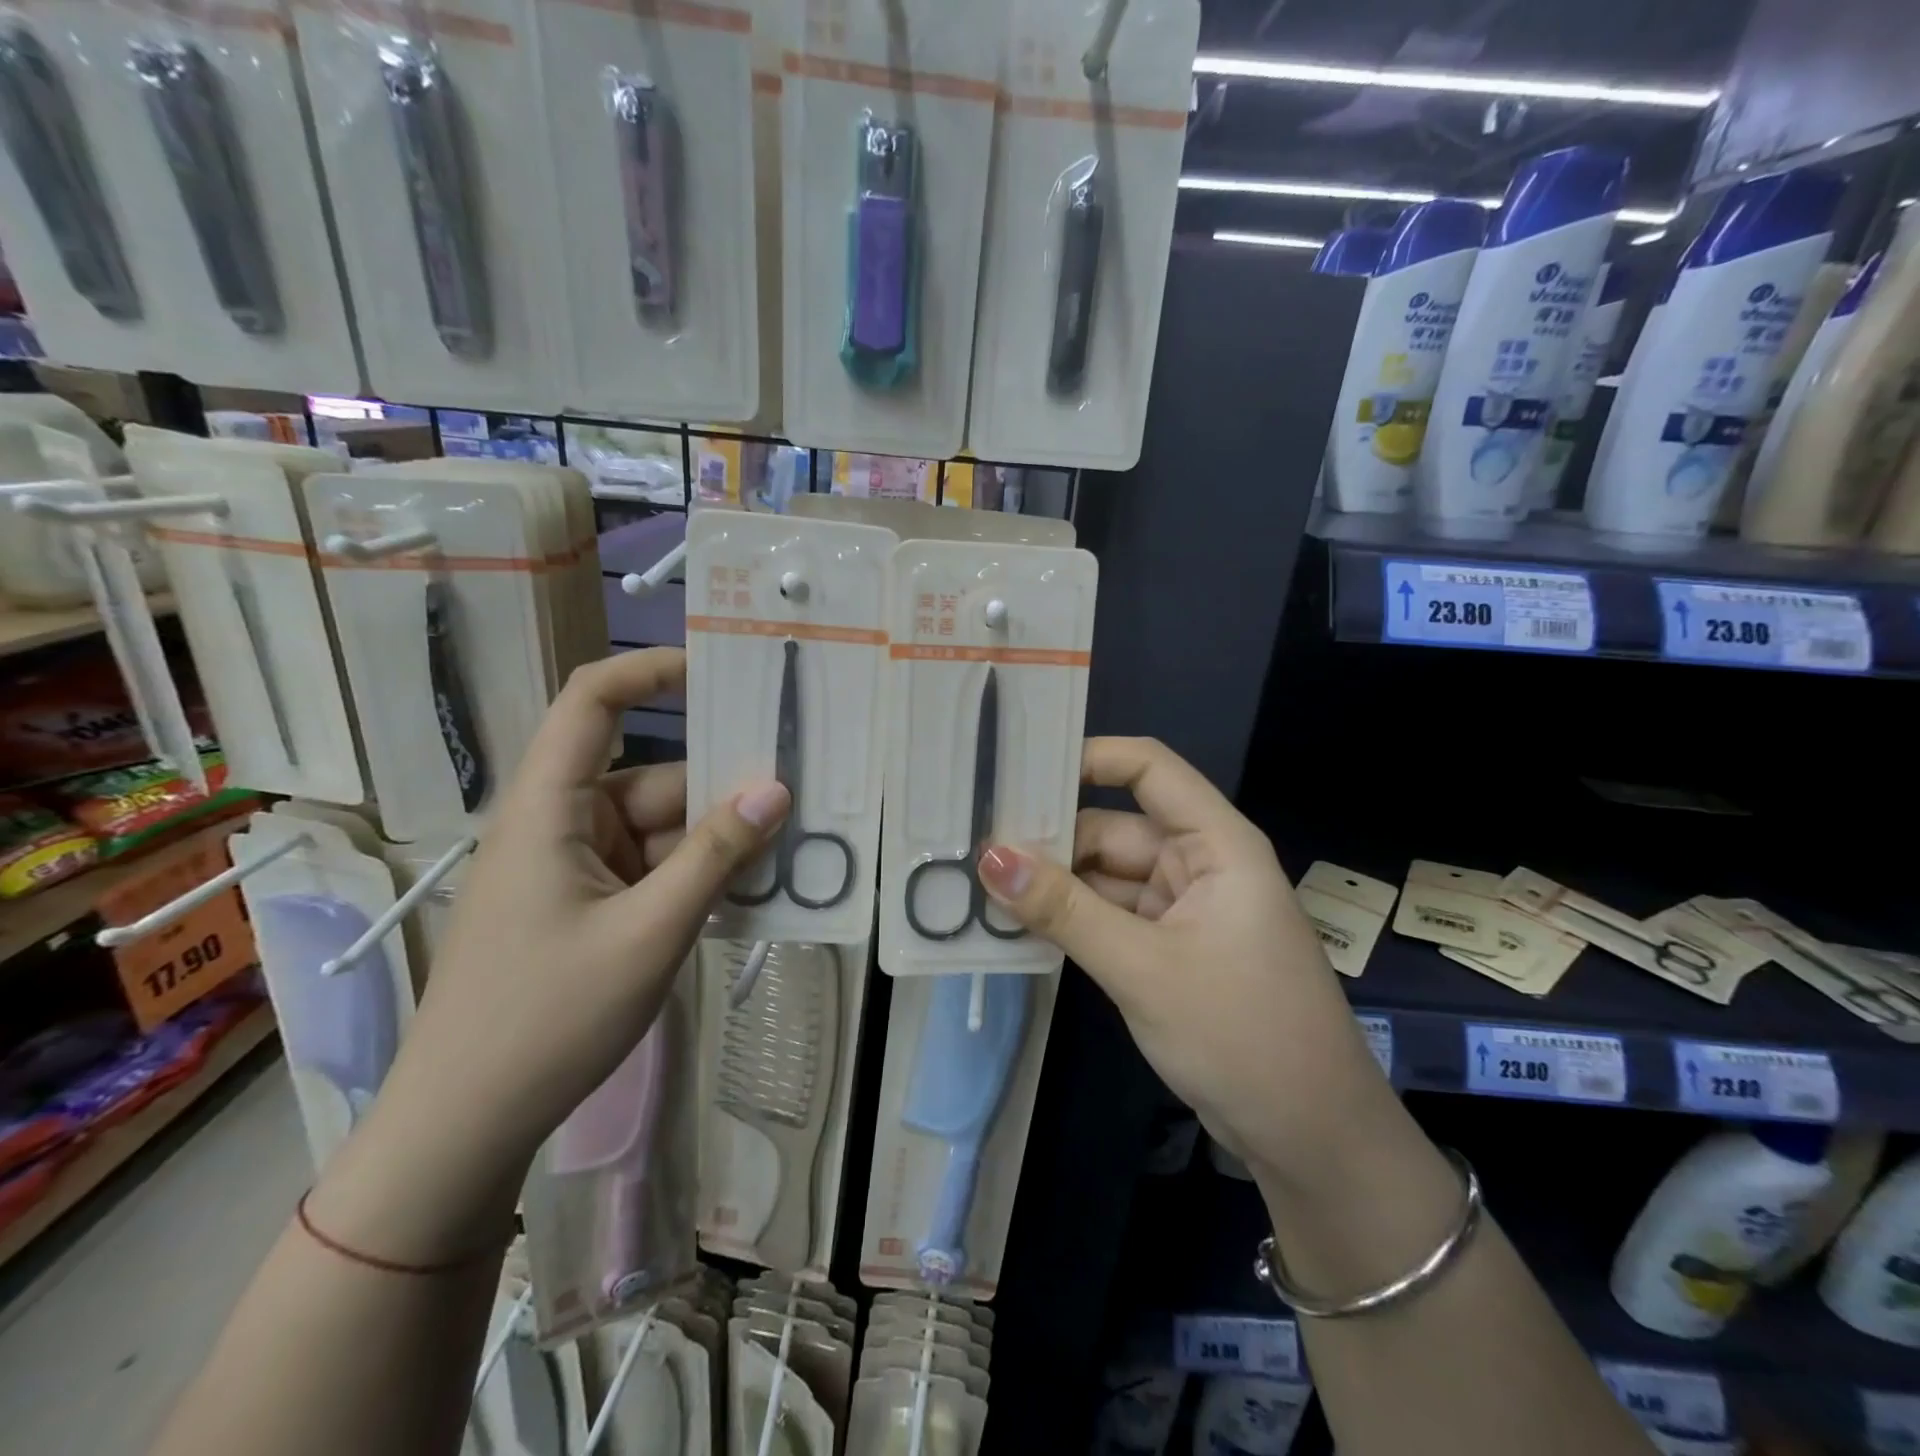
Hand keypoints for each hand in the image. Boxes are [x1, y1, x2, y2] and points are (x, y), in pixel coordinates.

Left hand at [317, 649, 787, 1257]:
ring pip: (662, 828)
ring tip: (790, 851)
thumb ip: (717, 854)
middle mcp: (561, 823)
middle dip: (722, 788)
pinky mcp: (588, 905)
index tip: (723, 670)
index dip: (652, 670)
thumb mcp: (650, 932)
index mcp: (550, 807)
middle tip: (800, 792)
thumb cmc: (548, 1018)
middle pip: (653, 777)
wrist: (467, 1125)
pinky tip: (750, 893)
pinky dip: (698, 875)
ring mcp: (575, 867)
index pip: (593, 701)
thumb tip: (778, 788)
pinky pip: (654, 868)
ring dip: (718, 840)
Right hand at [976, 737, 1392, 1184]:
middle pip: (1113, 827)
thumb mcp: (1143, 968)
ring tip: (979, 883)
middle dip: (1050, 838)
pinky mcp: (1167, 948)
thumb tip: (989, 857)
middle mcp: (1198, 864)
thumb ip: (1064, 910)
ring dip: (1053, 884)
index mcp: (1215, 844)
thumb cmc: (1241, 1034)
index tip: (1019, 770)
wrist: (1309, 1137)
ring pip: (1104, 876)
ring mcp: (1181, 908)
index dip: (1088, 757)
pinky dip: (1069, 919)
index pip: (1148, 769)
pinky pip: (1108, 916)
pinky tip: (1016, 923)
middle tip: (974, 844)